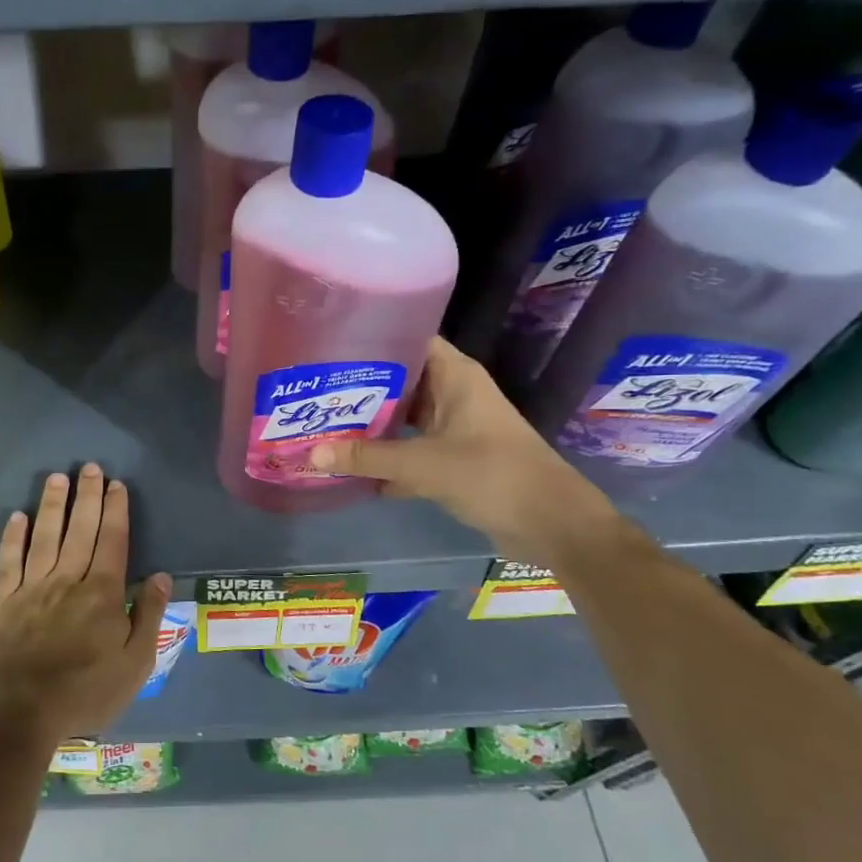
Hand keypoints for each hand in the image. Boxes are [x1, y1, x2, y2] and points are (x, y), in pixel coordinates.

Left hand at [0, 464, 171, 748]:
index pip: (113, 541)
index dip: (116, 510)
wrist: (18, 714)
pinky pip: (9, 560)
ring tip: (57, 477)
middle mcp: (68, 580)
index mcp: (103, 593)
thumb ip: (149, 616)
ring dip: (53, 505)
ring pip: (45, 536)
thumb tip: (162, 575)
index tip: (116, 484)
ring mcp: (32, 588)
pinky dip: (13, 537)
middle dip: (87, 496)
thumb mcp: (135, 664)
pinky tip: (17, 517)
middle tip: (89, 467)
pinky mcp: (3, 601)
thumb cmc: (84, 693)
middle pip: (81, 529)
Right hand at [308, 338, 615, 563]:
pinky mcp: (456, 459)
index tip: (330, 344)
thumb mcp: (423, 464)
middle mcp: (455, 394)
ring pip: (404, 417)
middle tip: (315, 388)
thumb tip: (311, 454)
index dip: (372, 338)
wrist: (551, 523)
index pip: (409, 339)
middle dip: (360, 387)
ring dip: (372, 425)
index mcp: (455, 376)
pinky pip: (412, 450)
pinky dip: (388, 459)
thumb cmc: (491, 474)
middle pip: (400, 380)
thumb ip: (367, 458)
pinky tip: (351, 469)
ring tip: (323, 423)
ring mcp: (456, 427)